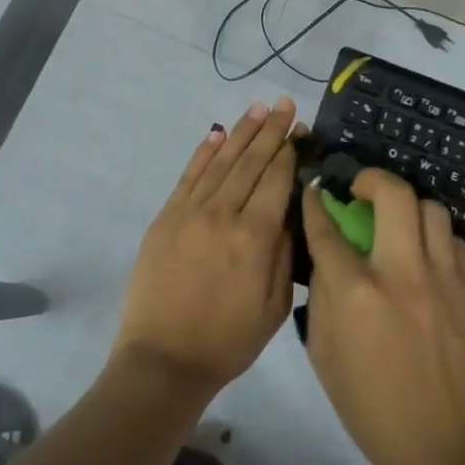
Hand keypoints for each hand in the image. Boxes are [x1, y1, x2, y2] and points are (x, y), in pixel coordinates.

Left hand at [112, 99, 299, 397]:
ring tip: (259, 108)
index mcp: (254, 237)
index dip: (290, 151)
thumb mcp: (274, 306)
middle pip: (251, 162)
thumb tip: (291, 210)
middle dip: (271, 131)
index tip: (301, 129)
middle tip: (285, 105)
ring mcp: (189, 212)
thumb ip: (285, 253)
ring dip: (242, 132)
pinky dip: (204, 152)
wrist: (163, 359)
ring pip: (221, 161)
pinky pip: (189, 176)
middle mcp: (223, 214)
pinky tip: (218, 134)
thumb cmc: (228, 340)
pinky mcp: (166, 218)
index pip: (276, 179)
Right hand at [300, 168, 464, 464]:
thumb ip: (323, 294)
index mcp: (356, 292)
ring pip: (433, 210)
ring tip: (401, 225)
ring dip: (410, 209)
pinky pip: (457, 245)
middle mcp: (402, 274)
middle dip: (372, 179)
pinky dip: (439, 242)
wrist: (442, 446)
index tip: (315, 189)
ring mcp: (446, 281)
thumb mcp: (323, 351)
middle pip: (393, 195)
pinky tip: (429, 261)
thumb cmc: (369, 405)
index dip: (315, 202)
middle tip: (362, 190)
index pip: (328, 228)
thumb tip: (329, 253)